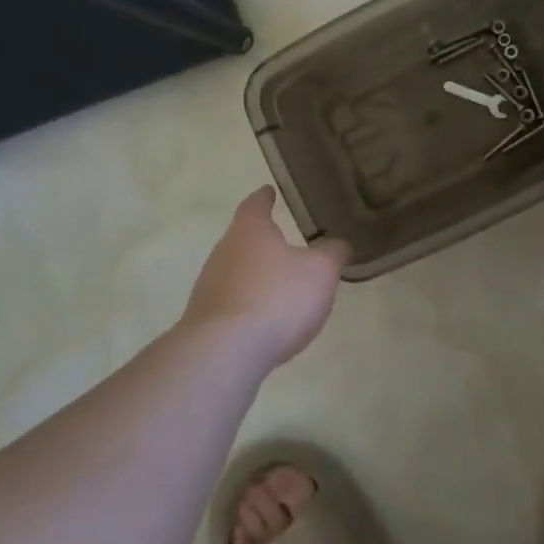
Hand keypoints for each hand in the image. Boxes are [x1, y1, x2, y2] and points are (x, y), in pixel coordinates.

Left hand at [182, 187, 348, 368]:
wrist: (225, 351)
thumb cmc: (277, 297)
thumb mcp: (320, 271)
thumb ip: (332, 254)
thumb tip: (338, 244)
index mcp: (250, 230)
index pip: (256, 204)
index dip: (265, 197)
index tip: (269, 191)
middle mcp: (223, 251)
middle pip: (243, 239)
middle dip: (263, 241)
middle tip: (285, 243)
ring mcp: (210, 286)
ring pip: (237, 272)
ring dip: (257, 275)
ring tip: (281, 285)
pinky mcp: (205, 319)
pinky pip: (233, 302)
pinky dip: (250, 304)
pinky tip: (266, 319)